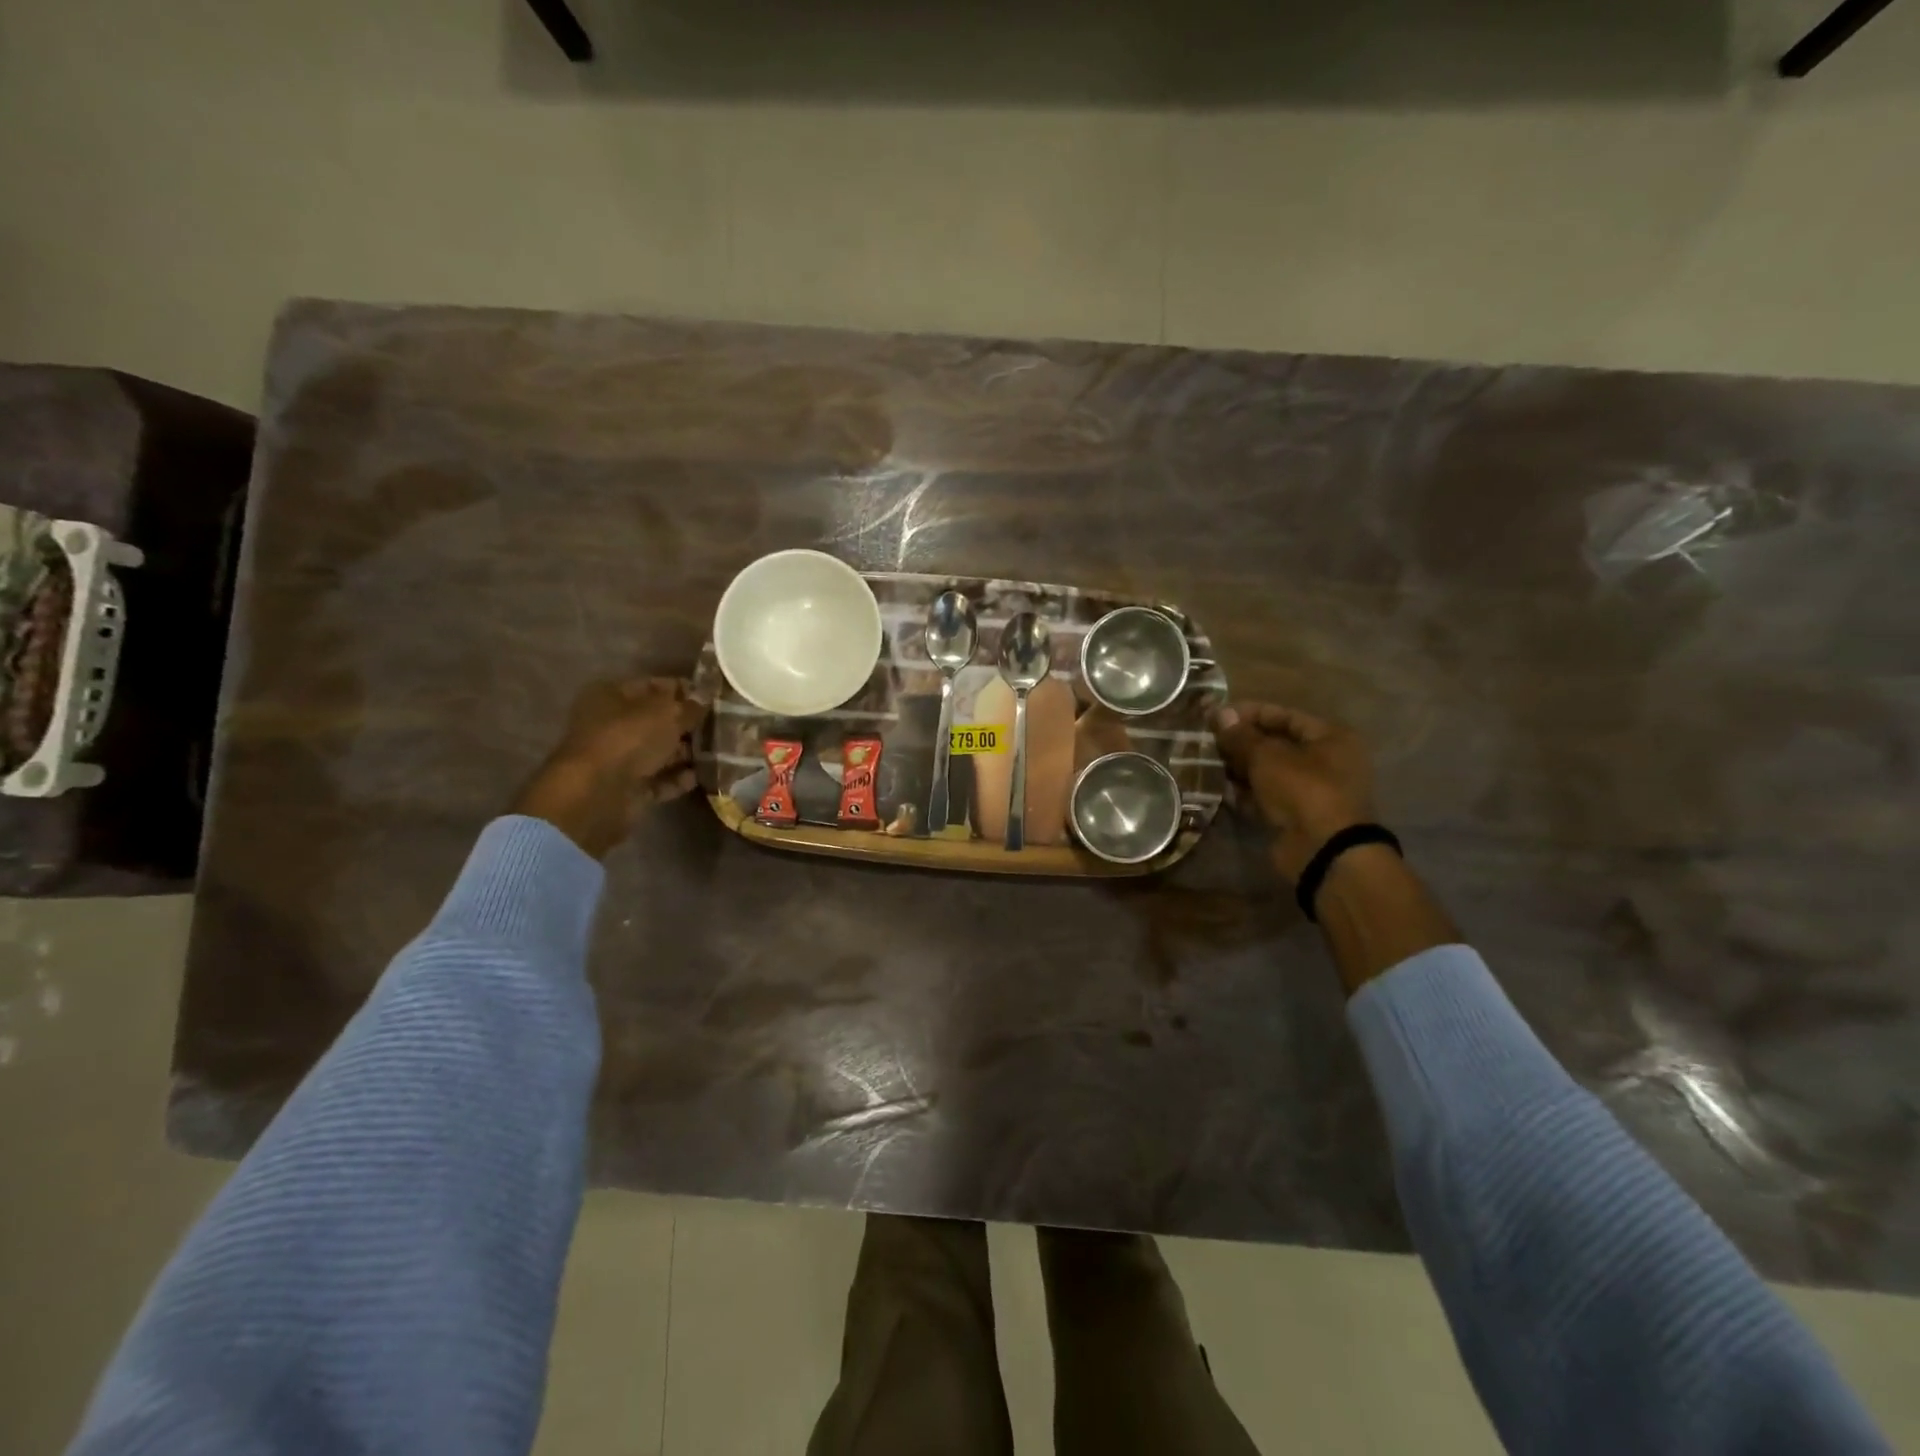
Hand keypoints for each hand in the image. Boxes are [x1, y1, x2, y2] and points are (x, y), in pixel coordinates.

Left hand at [511, 678, 705, 859]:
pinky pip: (657, 779)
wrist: (597, 794)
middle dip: (688, 725)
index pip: (654, 686)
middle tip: (720, 728)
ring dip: (686, 753)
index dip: (684, 690)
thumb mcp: (667, 714)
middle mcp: (611, 724)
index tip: (713, 698)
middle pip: (657, 720)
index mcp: (612, 695)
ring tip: (718, 753)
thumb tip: (706, 696)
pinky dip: (676, 779)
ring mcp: (618, 758)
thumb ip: (690, 706)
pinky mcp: (626, 787)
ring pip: (659, 751)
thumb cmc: (628, 739)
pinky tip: (699, 777)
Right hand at [1211, 701, 1374, 883]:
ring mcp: (1312, 791)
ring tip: (1208, 764)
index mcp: (1330, 737)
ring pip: (1269, 772)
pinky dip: (1245, 793)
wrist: (1322, 850)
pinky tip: (1219, 789)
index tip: (1216, 716)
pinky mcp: (1296, 816)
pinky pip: (1267, 797)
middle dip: (1241, 742)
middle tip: (1208, 741)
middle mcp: (1326, 761)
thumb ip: (1241, 735)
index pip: (1284, 715)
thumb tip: (1219, 712)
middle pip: (1276, 744)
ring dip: (1240, 768)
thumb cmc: (1302, 789)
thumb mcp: (1267, 756)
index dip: (1249, 713)